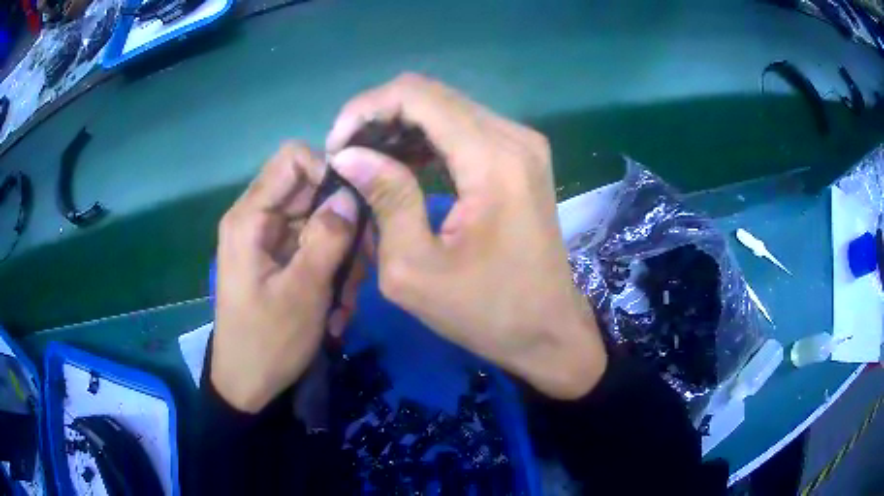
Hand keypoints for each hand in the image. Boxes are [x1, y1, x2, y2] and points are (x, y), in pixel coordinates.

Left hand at [212, 143, 364, 412]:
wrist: (247, 384)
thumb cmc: (269, 341)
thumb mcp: (303, 291)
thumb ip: (328, 237)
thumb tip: (351, 194)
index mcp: (250, 218)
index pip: (293, 159)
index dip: (327, 171)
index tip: (355, 206)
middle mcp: (256, 220)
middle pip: (310, 192)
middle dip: (342, 224)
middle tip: (361, 264)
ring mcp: (267, 241)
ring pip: (317, 222)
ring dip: (340, 255)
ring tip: (347, 298)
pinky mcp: (277, 260)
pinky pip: (311, 247)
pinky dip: (330, 271)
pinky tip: (336, 306)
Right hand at [326, 74, 606, 399]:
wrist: (547, 329)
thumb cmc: (485, 312)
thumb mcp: (415, 269)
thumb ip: (385, 199)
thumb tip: (348, 154)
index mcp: (492, 160)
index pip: (416, 95)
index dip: (365, 109)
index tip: (336, 146)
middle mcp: (513, 137)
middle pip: (431, 95)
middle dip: (378, 116)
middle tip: (346, 155)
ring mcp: (522, 144)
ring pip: (446, 108)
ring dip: (400, 126)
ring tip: (365, 160)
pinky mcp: (521, 157)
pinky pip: (464, 129)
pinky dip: (426, 139)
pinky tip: (399, 162)